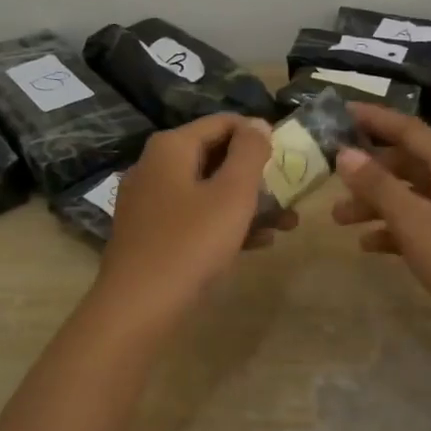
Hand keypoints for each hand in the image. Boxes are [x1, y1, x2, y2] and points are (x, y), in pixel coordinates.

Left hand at [96, 114, 295, 325]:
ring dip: (248, 203)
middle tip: (291, 193)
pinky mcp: (150, 233)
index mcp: (171, 147)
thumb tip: (258, 123)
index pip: (223, 122)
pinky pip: (194, 216)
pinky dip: (224, 223)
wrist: (138, 308)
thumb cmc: (191, 243)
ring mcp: (149, 202)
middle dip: (257, 174)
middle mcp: (155, 166)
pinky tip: (257, 243)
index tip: (289, 156)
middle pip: (215, 156)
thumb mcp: (232, 194)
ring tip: (286, 223)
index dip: (259, 134)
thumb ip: (249, 153)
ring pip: (207, 190)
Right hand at [331, 104, 430, 351]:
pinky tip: (369, 246)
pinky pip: (425, 223)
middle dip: (368, 172)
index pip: (408, 129)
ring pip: (414, 195)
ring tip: (339, 221)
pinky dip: (397, 230)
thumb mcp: (416, 223)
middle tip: (329, 179)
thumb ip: (379, 187)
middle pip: (408, 163)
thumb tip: (346, 153)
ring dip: (377, 204)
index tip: (339, 112)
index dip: (373, 120)